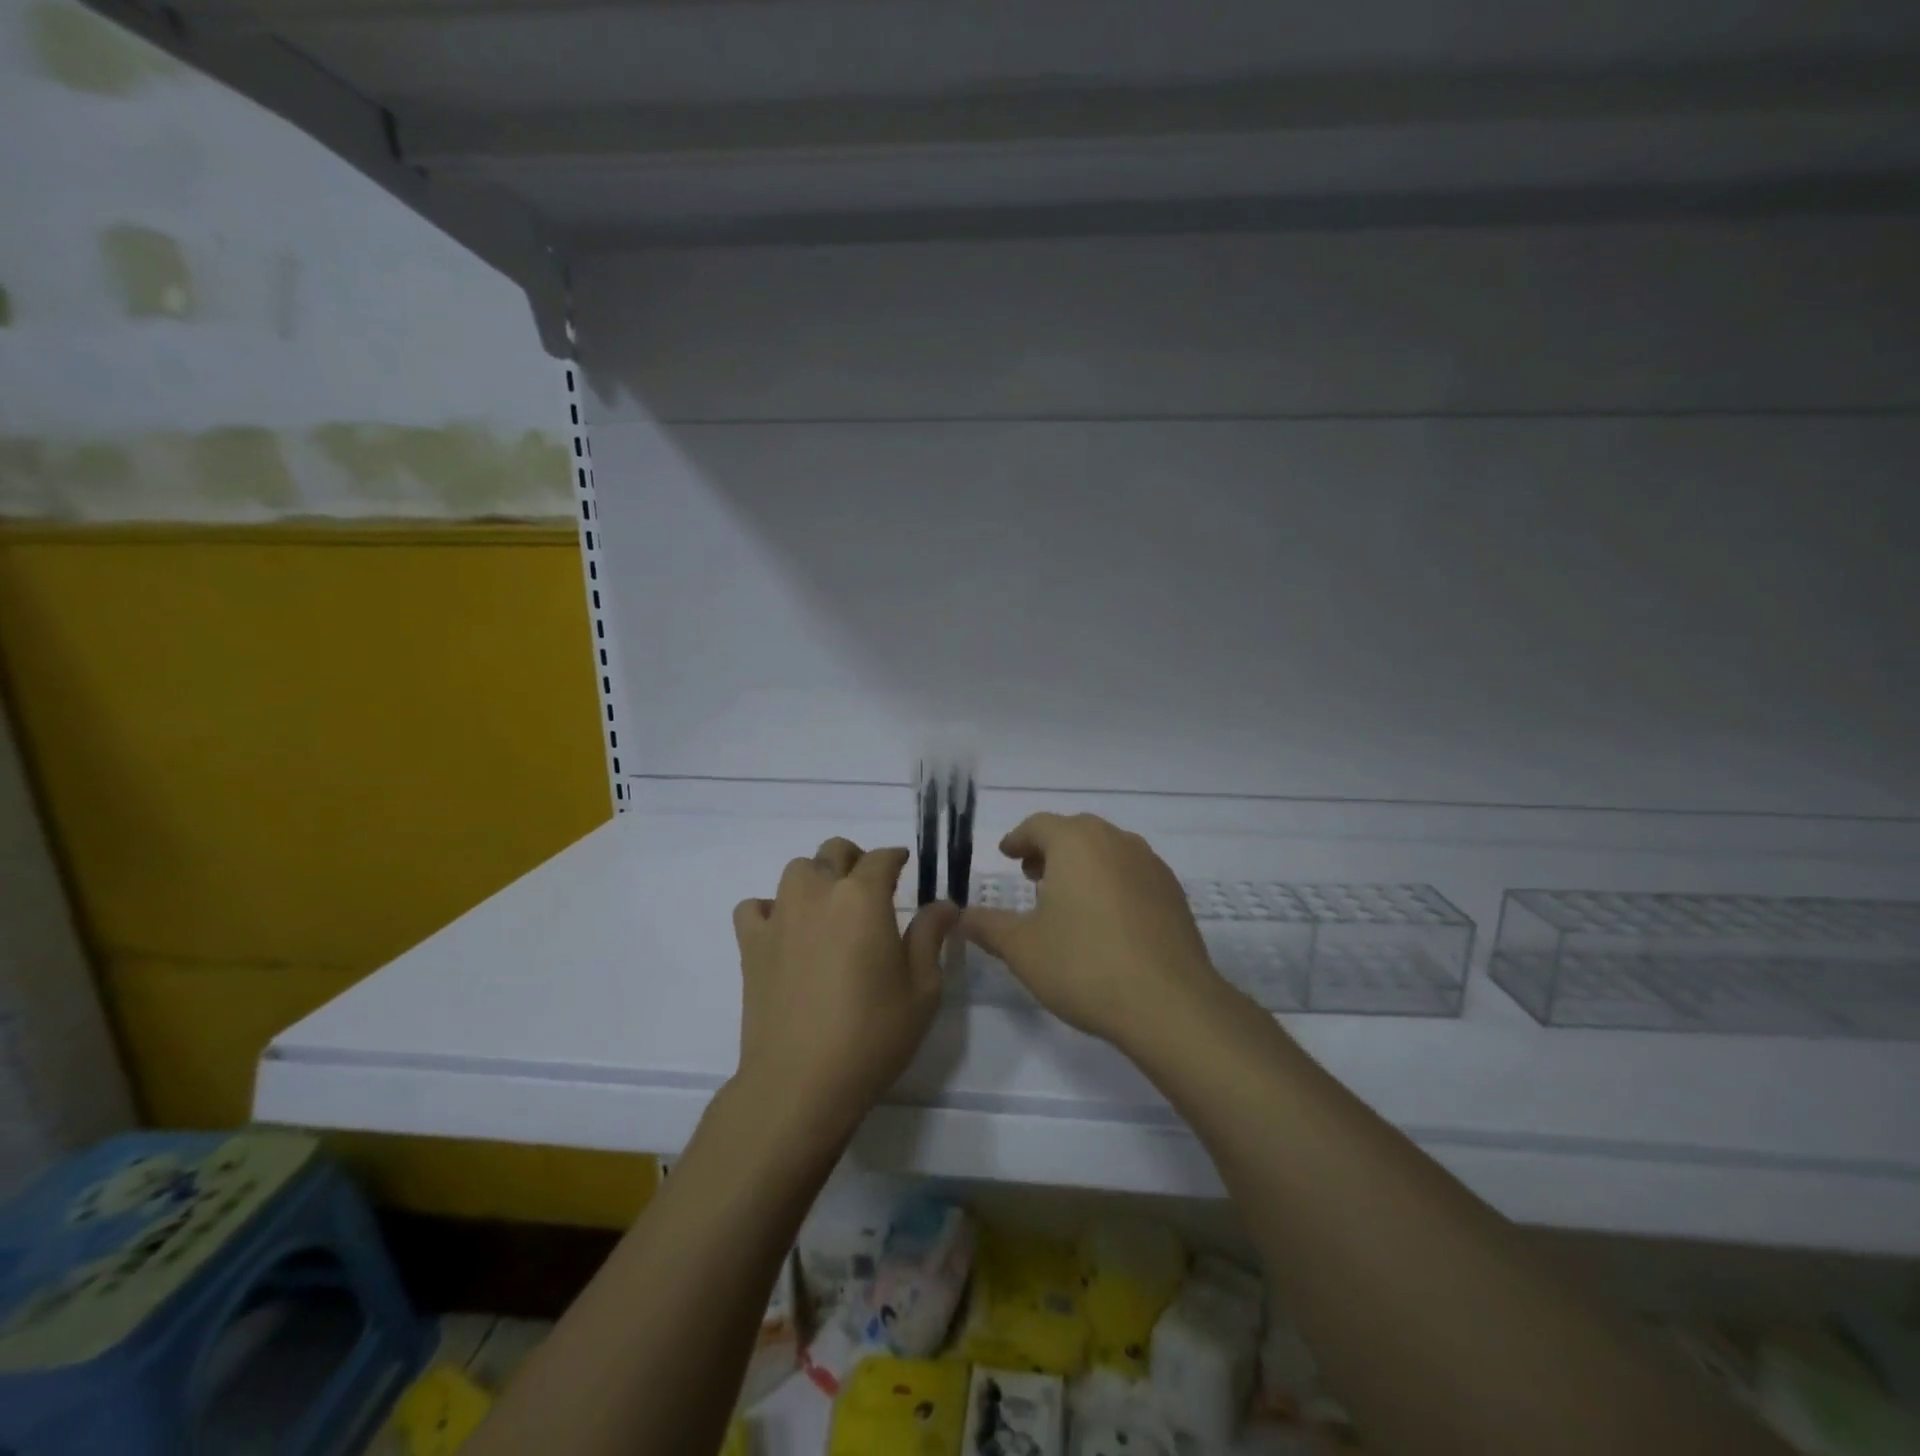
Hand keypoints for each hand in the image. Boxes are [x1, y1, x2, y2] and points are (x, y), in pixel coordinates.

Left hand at [732, 838, 957, 1139]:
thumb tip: (943, 904)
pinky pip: (755, 908)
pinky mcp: (751, 945)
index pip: (881, 858)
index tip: (904, 866)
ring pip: (796, 871)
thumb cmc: (872, 1035)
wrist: (801, 1082)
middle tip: (869, 889)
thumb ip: (931, 937)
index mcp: (863, 898)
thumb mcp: (922, 989)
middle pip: (834, 851)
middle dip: (855, 860)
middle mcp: (819, 893)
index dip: (896, 857)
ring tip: (829, 909)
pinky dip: (770, 910)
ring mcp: (779, 916)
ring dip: (816, 879)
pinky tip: (785, 933)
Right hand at [960, 813, 1223, 1049]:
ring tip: (1067, 898)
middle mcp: (1116, 841)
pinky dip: (1112, 881)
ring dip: (1082, 864)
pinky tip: (1106, 919)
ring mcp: (1151, 865)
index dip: (1018, 839)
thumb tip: (960, 916)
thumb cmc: (1084, 965)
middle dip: (1050, 849)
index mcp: (1076, 843)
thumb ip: (988, 926)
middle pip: (1076, 832)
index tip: (1006, 854)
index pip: (1038, 825)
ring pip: (1107, 850)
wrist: (1169, 1004)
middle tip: (1032, 876)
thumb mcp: (1022, 948)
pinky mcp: (1173, 892)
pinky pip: (1133, 873)